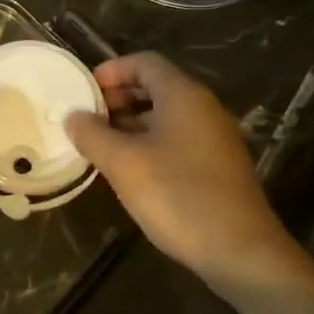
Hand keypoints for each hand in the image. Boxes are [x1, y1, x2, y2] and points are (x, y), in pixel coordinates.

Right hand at [65, 52, 313, 291]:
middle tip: (88, 118)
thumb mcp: (124, 164)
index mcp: (183, 95)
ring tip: (101, 145)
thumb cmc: (177, 195)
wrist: (240, 250)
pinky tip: (130, 170)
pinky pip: (178, 138)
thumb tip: (73, 116)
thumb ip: (93, 135)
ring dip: (131, 123)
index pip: (144, 62)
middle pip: (156, 87)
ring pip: (166, 115)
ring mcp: (214, 137)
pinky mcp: (218, 165)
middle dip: (119, 97)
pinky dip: (150, 142)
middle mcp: (203, 108)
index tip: (84, 90)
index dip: (111, 70)